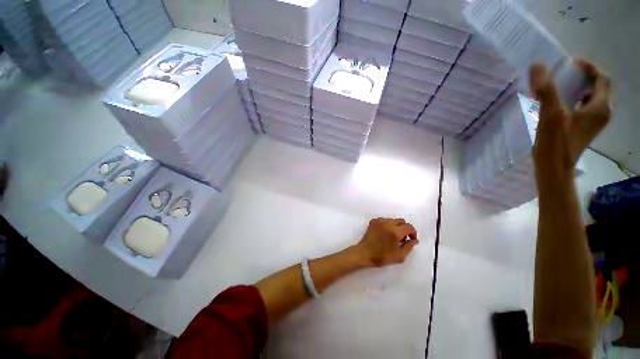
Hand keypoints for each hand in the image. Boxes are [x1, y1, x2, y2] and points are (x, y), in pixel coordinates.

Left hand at [354, 218, 418, 267]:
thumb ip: (409, 246)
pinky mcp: (374, 221)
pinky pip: (385, 220)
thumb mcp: (400, 256)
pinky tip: (385, 233)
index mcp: (395, 232)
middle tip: (402, 239)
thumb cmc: (382, 257)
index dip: (413, 233)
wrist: (364, 253)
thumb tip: (414, 239)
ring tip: (393, 237)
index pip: (409, 227)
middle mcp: (387, 223)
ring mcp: (379, 221)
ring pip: (393, 220)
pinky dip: (388, 225)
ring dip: (397, 226)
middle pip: (401, 221)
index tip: (411, 239)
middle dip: (405, 229)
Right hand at [529, 59, 611, 188]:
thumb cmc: (556, 143)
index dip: (588, 67)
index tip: (569, 63)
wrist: (554, 168)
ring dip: (577, 88)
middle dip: (582, 77)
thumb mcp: (552, 115)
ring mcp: (594, 121)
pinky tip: (559, 102)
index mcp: (600, 107)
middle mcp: (602, 112)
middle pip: (598, 86)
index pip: (601, 78)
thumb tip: (538, 65)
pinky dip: (574, 99)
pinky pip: (584, 106)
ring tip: (559, 86)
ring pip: (590, 97)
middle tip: (563, 73)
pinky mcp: (584, 127)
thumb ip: (547, 89)